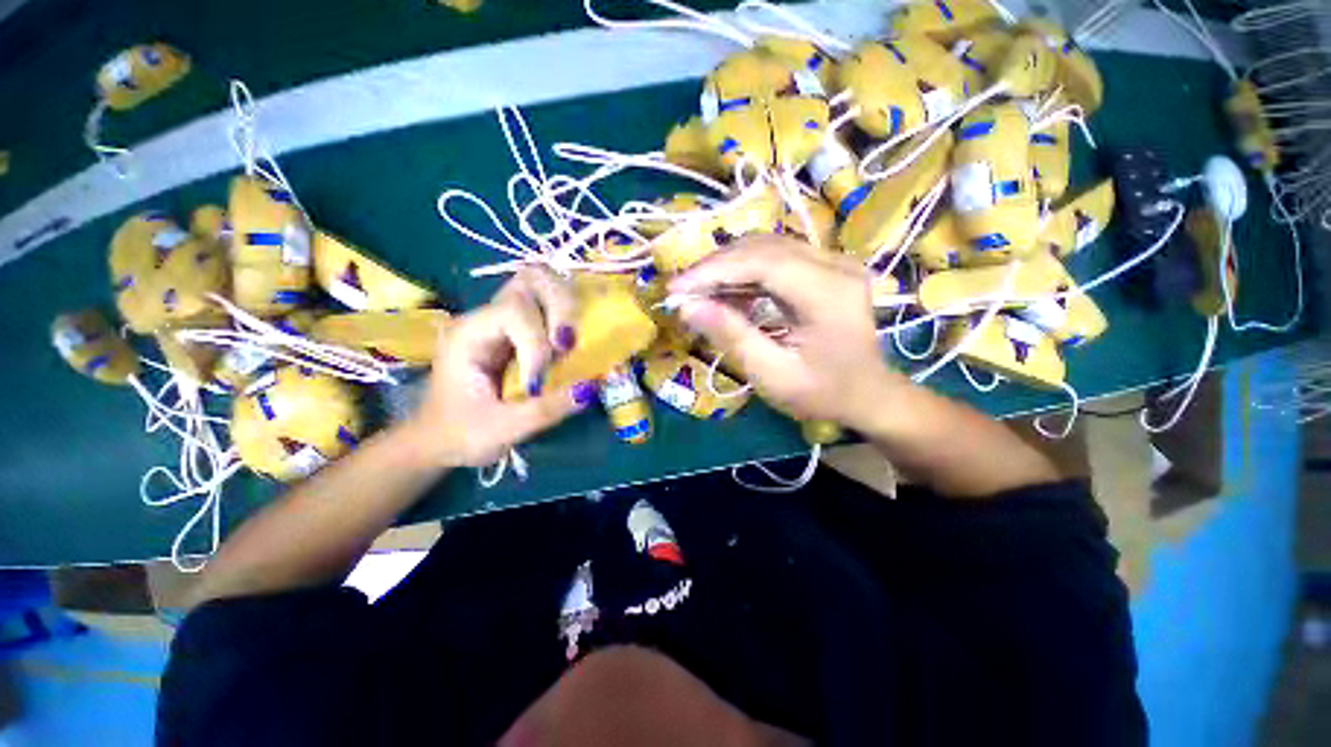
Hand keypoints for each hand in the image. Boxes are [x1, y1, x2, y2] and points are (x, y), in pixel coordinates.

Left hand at [411, 267, 596, 467]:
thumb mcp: (502, 430)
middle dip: (560, 306)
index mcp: (469, 335)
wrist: (438, 439)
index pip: (513, 312)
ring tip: (569, 344)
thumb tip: (591, 387)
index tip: (538, 382)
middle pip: (531, 279)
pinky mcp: (519, 331)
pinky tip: (569, 343)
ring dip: (566, 307)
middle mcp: (486, 317)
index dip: (537, 343)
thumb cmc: (460, 434)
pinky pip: (548, 306)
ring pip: (542, 284)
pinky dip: (567, 316)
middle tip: (567, 344)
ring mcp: (503, 320)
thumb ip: (546, 409)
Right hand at [668, 234, 894, 430]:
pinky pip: (775, 257)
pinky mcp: (825, 266)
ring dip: (727, 266)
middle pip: (763, 247)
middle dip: (715, 266)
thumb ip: (732, 337)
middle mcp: (836, 265)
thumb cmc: (823, 393)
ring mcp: (834, 261)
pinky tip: (726, 292)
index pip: (763, 261)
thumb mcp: (773, 376)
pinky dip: (744, 272)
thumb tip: (688, 307)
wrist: (868, 394)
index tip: (676, 288)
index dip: (714, 270)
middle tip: (682, 291)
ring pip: (767, 247)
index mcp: (830, 293)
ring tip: (698, 292)